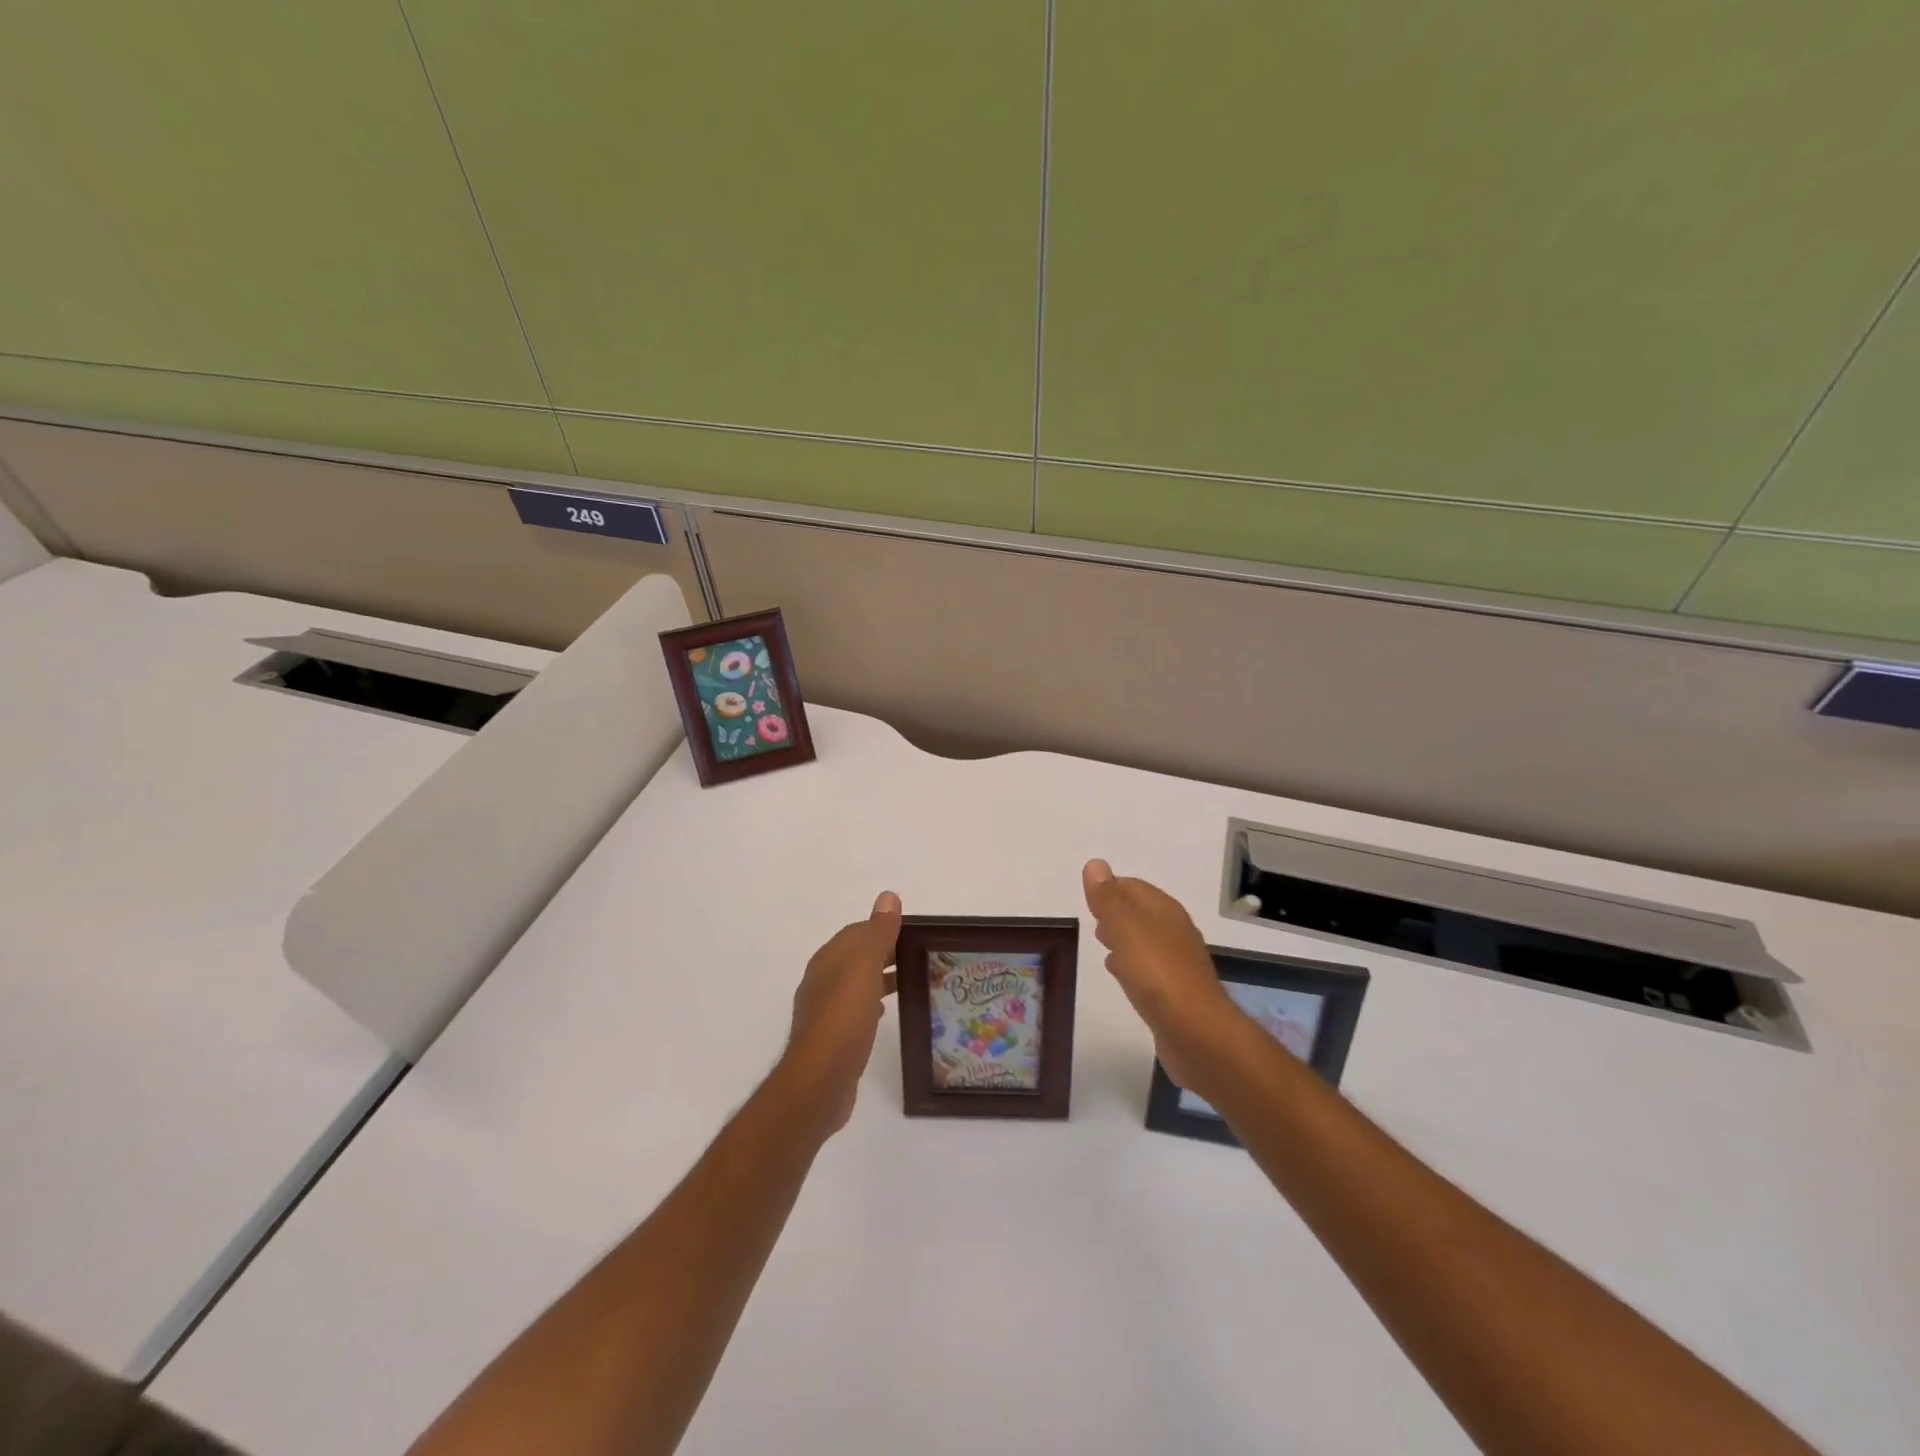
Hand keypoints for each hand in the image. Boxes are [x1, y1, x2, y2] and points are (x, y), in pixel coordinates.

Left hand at [779, 891, 901, 1133]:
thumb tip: (888, 896)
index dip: (884, 928)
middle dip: (885, 952)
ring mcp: (825, 1011)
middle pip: (857, 956)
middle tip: (920, 956)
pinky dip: (872, 1002)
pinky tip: (885, 1012)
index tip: (915, 933)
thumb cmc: (844, 1017)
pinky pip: (855, 1010)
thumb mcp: (864, 967)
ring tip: (911, 980)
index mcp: (829, 959)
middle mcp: (823, 980)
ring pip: (857, 983)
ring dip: (880, 977)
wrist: (820, 1081)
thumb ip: (877, 932)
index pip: (858, 932)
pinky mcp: (832, 1038)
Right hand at [1082, 860, 1236, 1091]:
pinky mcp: (1176, 992)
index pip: (1133, 886)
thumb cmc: (1157, 973)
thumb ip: (1108, 898)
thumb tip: (1095, 864)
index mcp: (1164, 910)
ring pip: (1144, 940)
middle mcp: (1174, 931)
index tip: (1088, 898)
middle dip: (1116, 912)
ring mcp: (1178, 963)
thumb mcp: (1125, 928)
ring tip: (1101, 943)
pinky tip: (1120, 974)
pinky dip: (1131, 964)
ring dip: (1123, 938)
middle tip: (1092, 919)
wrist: (1197, 1033)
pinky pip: (1148, 968)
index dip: (1109, 888)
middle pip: (1140, 912)